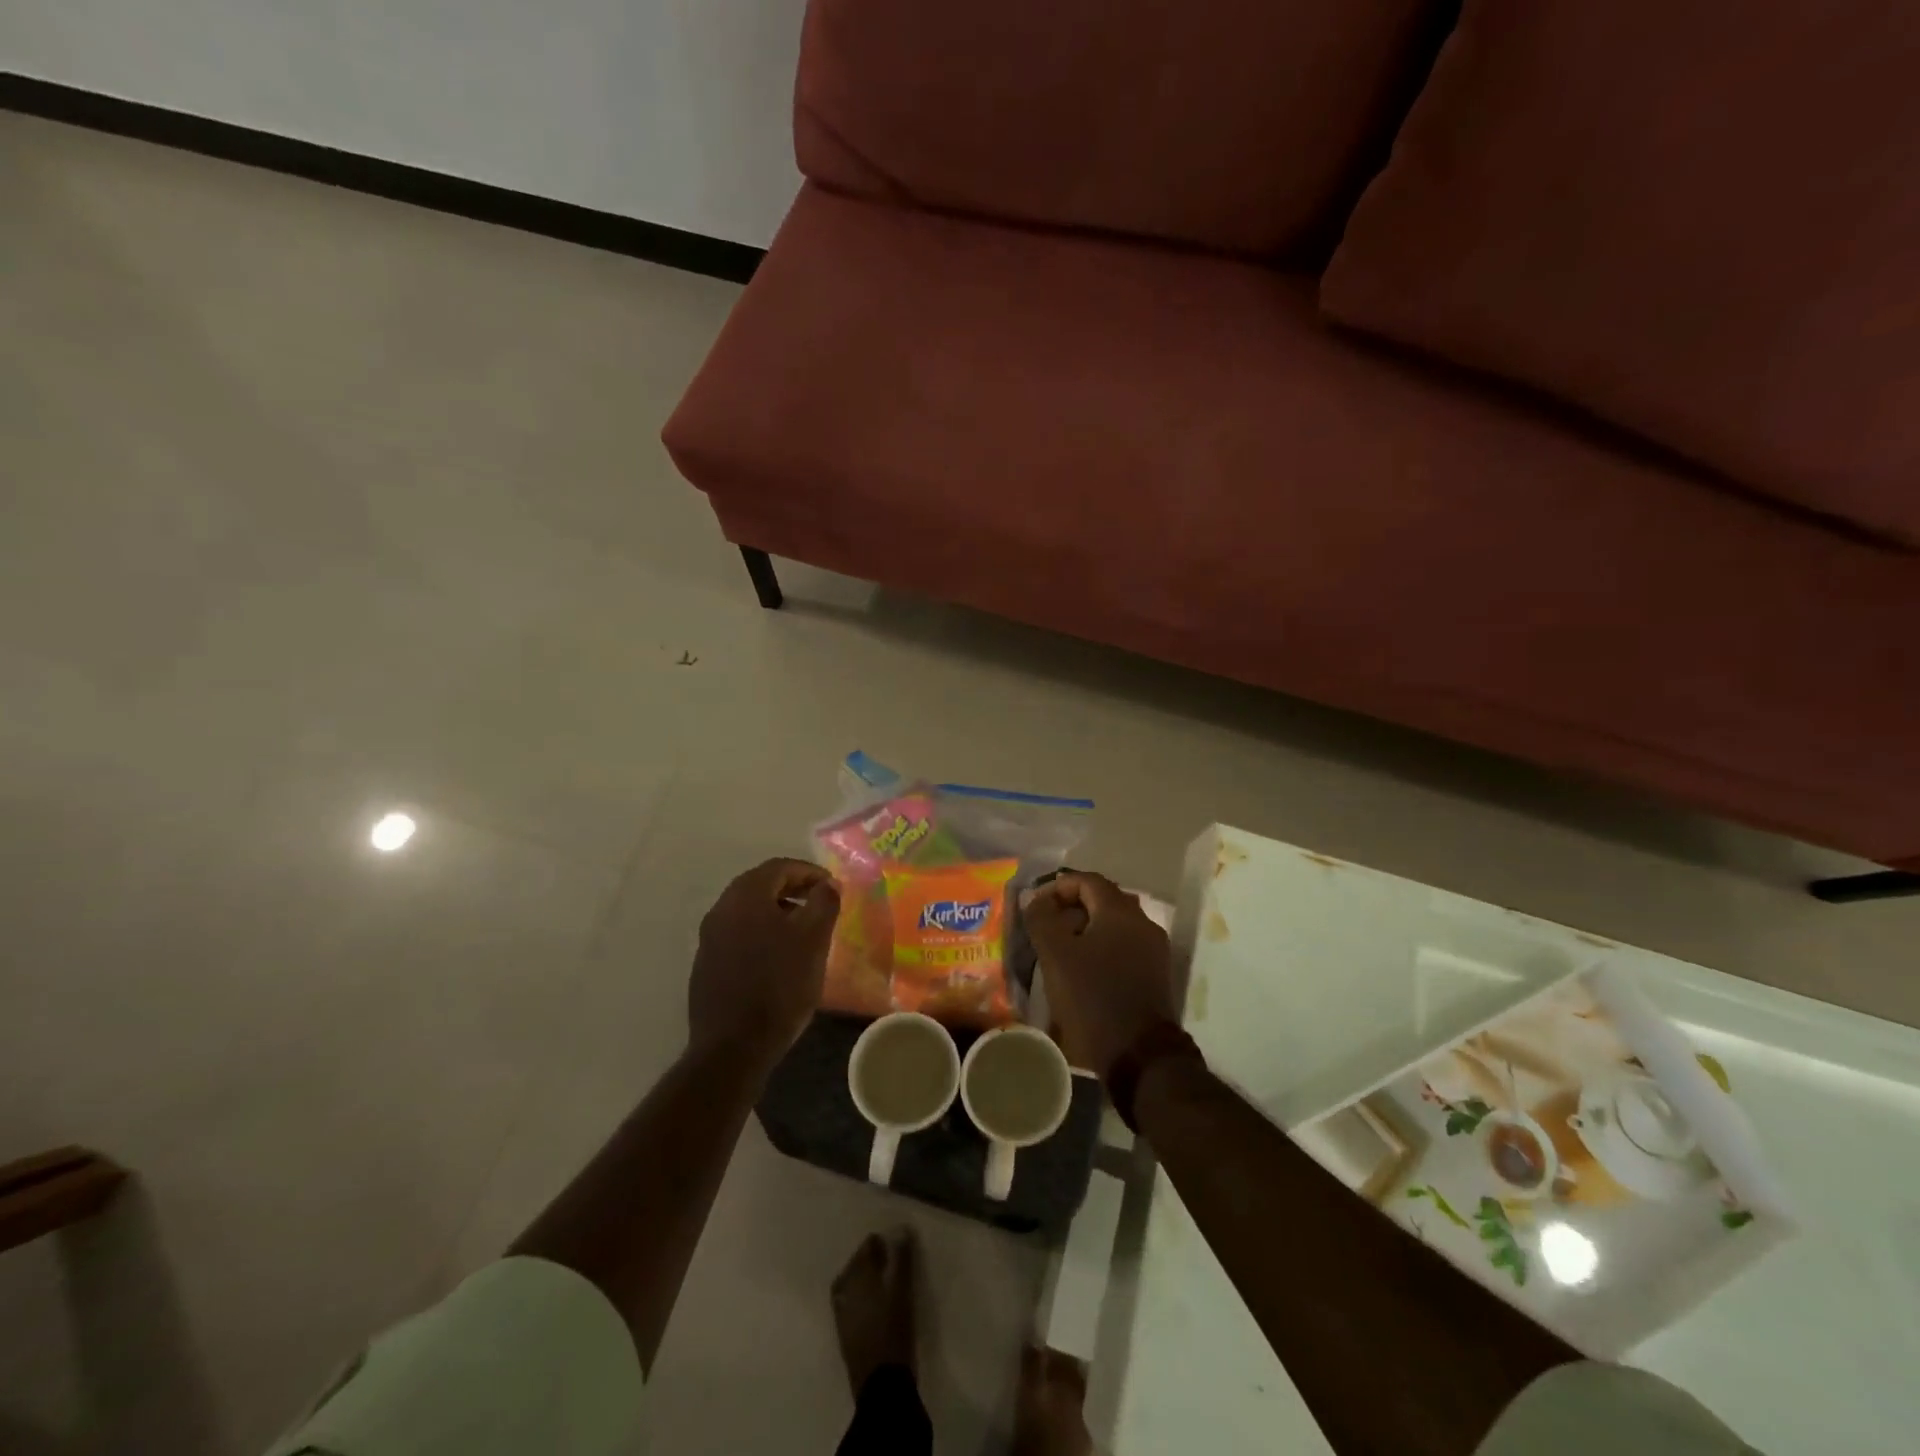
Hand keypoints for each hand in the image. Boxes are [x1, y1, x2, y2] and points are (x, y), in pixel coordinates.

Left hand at [689, 858, 839, 1072]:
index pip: (780, 867)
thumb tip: (828, 883)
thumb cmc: (780, 985)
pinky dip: (761, 932)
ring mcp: (709, 938)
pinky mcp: (706, 964)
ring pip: (748, 910)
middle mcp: (721, 909)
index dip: (809, 872)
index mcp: (745, 896)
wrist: (733, 1046)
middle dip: (793, 888)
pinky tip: (778, 956)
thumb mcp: (814, 939)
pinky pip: (738, 933)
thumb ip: (824, 903)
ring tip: (803, 929)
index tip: (832, 886)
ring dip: (777, 911)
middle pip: (760, 885)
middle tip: (819, 902)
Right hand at [1023, 871, 1176, 1080]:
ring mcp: (1154, 948)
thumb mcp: (1056, 956)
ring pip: (1115, 923)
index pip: (1087, 880)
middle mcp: (1143, 922)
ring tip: (1061, 947)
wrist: (1139, 1054)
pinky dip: (1102, 945)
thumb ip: (1042, 919)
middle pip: (1103, 899)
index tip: (1036, 905)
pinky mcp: (1156, 972)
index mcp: (1120, 911)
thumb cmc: (1092, 997)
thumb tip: (1035, 899)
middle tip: (1046, 924)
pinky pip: (1125, 945)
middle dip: (1072, 906)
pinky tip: (1084, 967)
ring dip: (1087, 927)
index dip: (1058, 887)